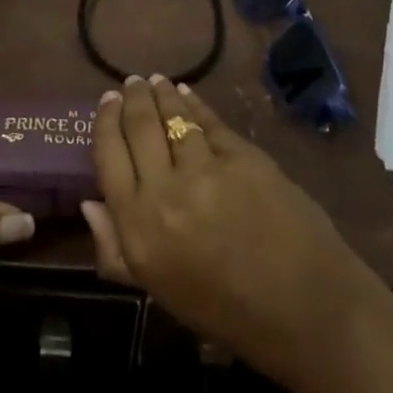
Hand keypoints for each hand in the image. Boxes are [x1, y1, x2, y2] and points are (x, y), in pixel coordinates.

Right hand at [82, 76, 383, 392]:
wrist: (302, 310)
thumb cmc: (225, 309)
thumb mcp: (158, 289)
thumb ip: (116, 249)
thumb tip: (90, 201)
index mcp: (138, 229)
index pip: (107, 156)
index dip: (105, 122)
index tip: (106, 101)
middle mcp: (163, 193)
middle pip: (138, 126)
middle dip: (132, 98)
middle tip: (132, 84)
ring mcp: (204, 171)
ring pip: (172, 115)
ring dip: (161, 93)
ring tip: (156, 82)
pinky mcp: (240, 156)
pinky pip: (207, 121)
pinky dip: (194, 104)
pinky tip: (187, 94)